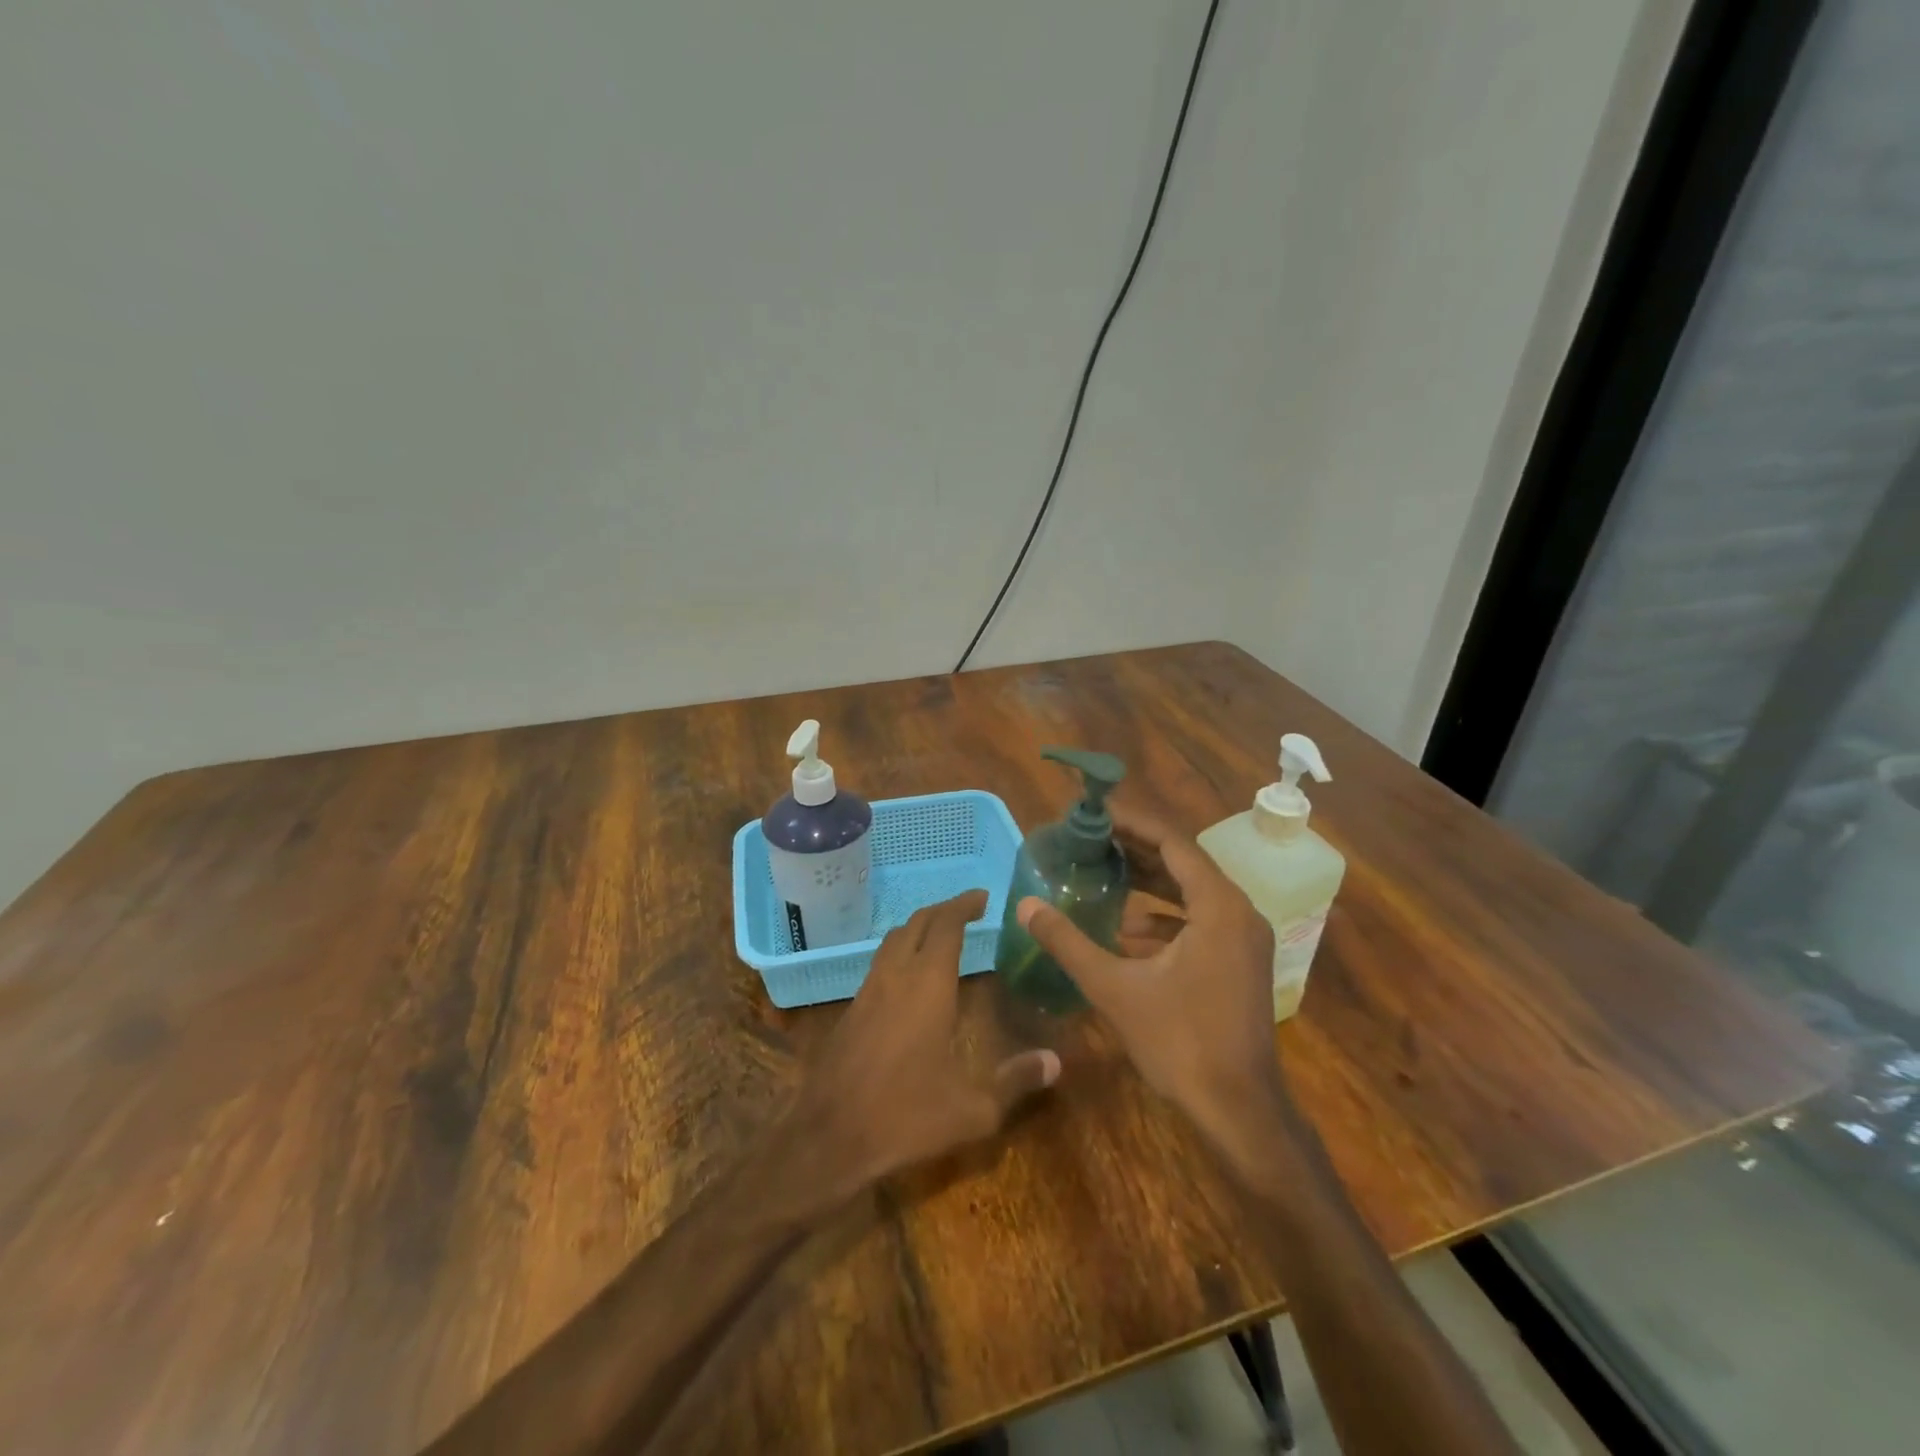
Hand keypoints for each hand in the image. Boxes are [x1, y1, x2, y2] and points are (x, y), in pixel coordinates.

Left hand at [796, 891, 1059, 1194]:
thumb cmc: (905, 1116)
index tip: (983, 897)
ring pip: (894, 939)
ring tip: (942, 936)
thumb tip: (1055, 1061)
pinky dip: (902, 952)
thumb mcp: (972, 1108)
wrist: (828, 1136)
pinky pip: (880, 963)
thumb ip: (1015, 1081)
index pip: (947, 925)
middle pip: (918, 922)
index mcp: (928, 985)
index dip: (965, 905)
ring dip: (919, 928)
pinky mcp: (851, 1009)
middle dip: (944, 910)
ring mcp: (868, 990)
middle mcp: (896, 976)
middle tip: (969, 911)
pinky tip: (911, 978)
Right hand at [1017, 803, 1285, 1151]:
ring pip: (1193, 893)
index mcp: (1218, 906)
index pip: (1173, 842)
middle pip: (1184, 863)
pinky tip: (1127, 931)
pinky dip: (1165, 917)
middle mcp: (1239, 912)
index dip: (1133, 823)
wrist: (1239, 1110)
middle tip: (1092, 838)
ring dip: (1151, 882)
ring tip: (1104, 873)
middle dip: (1138, 849)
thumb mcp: (1115, 988)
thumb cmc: (1180, 1042)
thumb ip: (1068, 942)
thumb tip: (1025, 905)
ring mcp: (1245, 939)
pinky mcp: (1241, 962)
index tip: (1096, 813)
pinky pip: (1201, 921)